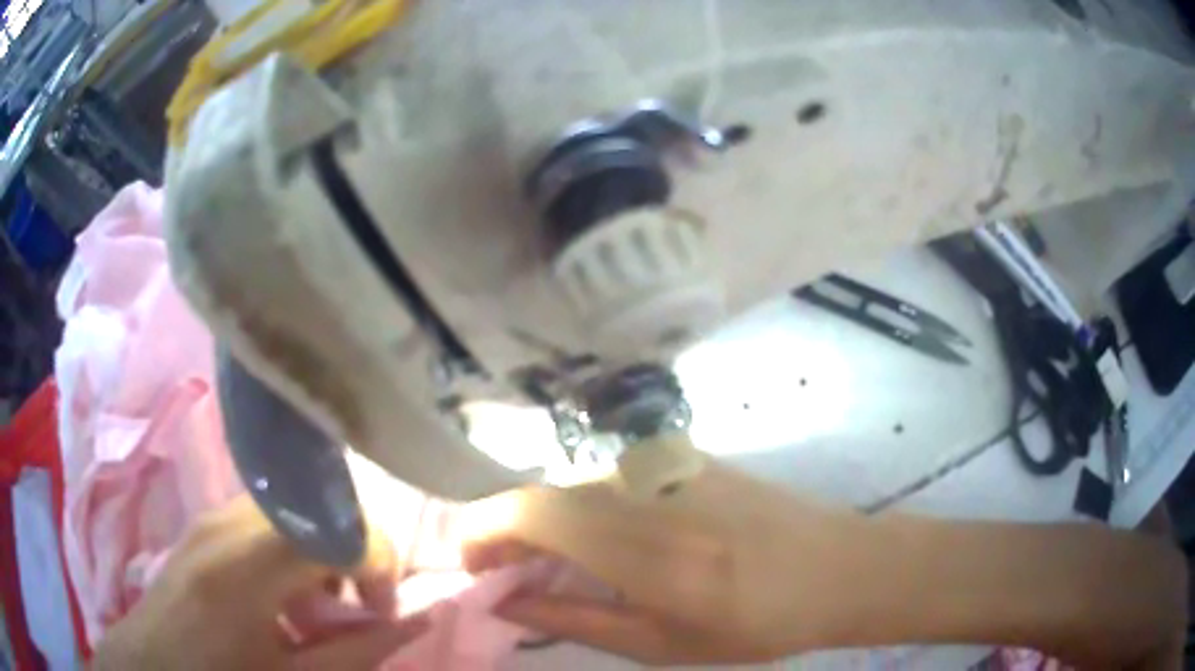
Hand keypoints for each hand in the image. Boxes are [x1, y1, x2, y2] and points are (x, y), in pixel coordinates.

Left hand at [91, 496, 429, 670]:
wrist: (149, 664)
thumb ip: (358, 652)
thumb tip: (420, 618)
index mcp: (245, 568)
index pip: (335, 528)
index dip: (378, 563)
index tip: (381, 612)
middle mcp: (227, 523)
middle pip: (318, 508)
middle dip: (354, 555)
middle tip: (357, 609)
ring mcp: (212, 515)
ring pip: (296, 509)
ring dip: (325, 552)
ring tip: (321, 606)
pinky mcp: (206, 522)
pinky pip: (268, 518)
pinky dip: (295, 549)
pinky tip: (285, 596)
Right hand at [457, 462, 877, 664]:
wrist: (837, 566)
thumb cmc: (756, 622)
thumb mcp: (660, 644)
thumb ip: (574, 618)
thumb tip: (507, 602)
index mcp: (639, 545)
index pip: (527, 510)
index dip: (482, 532)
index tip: (475, 569)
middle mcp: (644, 489)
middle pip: (542, 497)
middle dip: (509, 537)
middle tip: (514, 582)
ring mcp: (668, 465)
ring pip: (573, 489)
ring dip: (549, 527)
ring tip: (563, 572)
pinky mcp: (686, 457)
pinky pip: (612, 481)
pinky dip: (587, 512)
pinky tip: (612, 546)